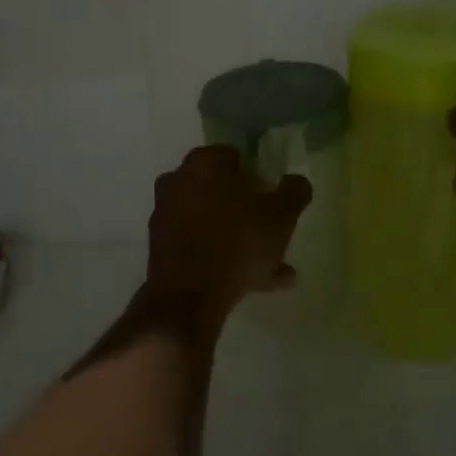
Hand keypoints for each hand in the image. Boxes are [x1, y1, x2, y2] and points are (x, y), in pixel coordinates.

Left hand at [143, 146, 312, 329]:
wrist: (188, 297)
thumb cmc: (238, 241)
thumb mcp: (282, 214)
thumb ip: (294, 191)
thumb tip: (295, 181)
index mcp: (205, 161)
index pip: (237, 158)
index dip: (260, 178)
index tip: (274, 200)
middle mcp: (178, 180)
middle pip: (222, 190)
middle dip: (249, 211)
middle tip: (273, 233)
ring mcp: (165, 214)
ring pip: (213, 222)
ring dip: (240, 240)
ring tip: (273, 269)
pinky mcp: (160, 247)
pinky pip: (200, 246)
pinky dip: (222, 258)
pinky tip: (254, 284)